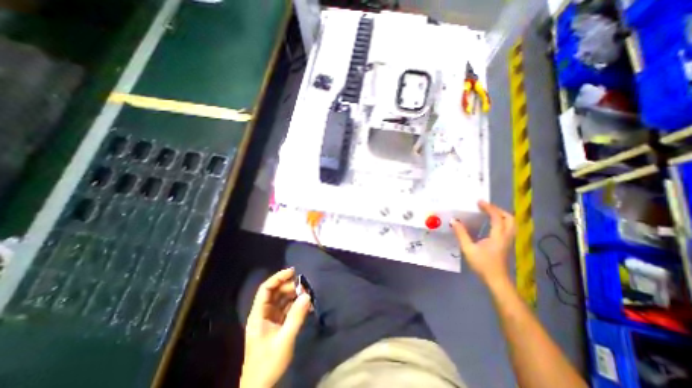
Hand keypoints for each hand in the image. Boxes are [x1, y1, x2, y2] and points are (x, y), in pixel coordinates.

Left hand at [241, 267, 311, 387]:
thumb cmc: (268, 363)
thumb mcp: (285, 339)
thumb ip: (296, 316)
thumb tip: (307, 295)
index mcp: (258, 315)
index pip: (266, 289)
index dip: (278, 277)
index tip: (293, 272)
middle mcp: (263, 314)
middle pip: (275, 293)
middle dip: (289, 287)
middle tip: (304, 286)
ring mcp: (269, 320)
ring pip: (281, 301)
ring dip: (293, 296)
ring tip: (307, 295)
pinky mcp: (276, 326)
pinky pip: (286, 310)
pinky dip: (295, 306)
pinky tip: (305, 306)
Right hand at [453, 202, 514, 283]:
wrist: (496, 280)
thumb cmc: (482, 264)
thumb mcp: (468, 249)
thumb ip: (461, 234)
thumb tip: (454, 221)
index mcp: (498, 237)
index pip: (497, 218)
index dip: (489, 208)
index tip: (479, 202)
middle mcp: (506, 237)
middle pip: (510, 219)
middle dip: (498, 210)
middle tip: (486, 207)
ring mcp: (508, 241)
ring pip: (511, 224)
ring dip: (501, 215)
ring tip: (488, 212)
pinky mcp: (506, 245)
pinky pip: (507, 228)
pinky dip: (501, 222)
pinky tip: (490, 224)